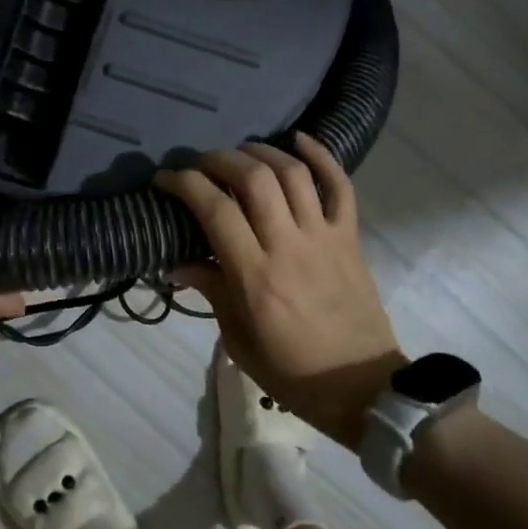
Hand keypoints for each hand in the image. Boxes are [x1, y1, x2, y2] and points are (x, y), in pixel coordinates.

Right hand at [155, 134, 404, 447]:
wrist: (363, 388)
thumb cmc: (293, 372)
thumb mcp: (238, 340)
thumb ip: (210, 292)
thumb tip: (176, 263)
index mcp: (255, 276)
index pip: (214, 210)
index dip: (184, 184)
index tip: (164, 179)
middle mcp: (288, 246)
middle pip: (253, 178)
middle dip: (219, 159)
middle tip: (200, 164)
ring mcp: (323, 237)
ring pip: (293, 173)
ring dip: (261, 152)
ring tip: (240, 152)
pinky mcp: (349, 237)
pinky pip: (340, 187)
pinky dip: (322, 156)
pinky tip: (299, 140)